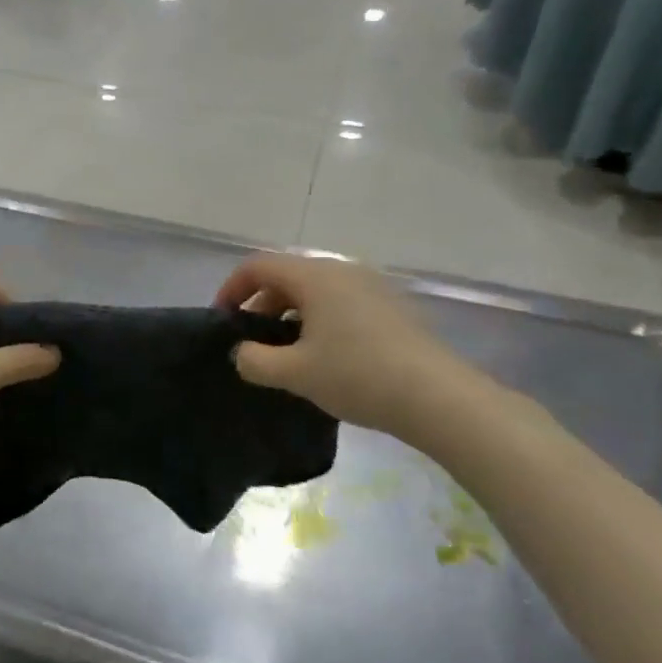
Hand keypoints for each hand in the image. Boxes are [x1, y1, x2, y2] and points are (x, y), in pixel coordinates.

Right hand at [215, 252, 489, 446]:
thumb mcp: (295, 373)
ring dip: (291, 316)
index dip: (232, 289)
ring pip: (315, 291)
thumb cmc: (357, 375)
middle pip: (287, 276)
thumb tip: (242, 353)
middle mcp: (342, 270)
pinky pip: (341, 302)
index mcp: (314, 276)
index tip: (223, 322)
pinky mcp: (391, 307)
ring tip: (286, 354)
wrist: (437, 396)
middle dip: (261, 306)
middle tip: (253, 343)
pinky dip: (320, 320)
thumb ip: (255, 360)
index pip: (258, 266)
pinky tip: (325, 356)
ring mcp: (371, 286)